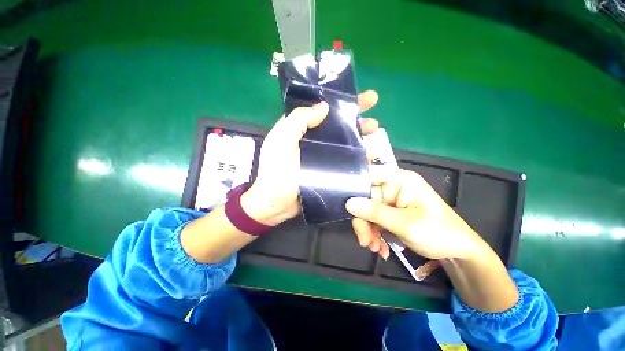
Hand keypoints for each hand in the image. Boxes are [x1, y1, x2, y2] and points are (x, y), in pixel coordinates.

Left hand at [242, 91, 380, 225]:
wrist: (276, 203)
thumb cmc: (276, 169)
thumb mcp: (282, 138)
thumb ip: (300, 119)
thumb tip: (324, 107)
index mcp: (301, 129)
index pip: (323, 110)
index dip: (342, 102)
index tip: (362, 97)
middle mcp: (313, 141)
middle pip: (338, 126)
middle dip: (357, 121)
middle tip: (374, 120)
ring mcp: (322, 157)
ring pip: (344, 143)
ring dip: (361, 138)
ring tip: (376, 135)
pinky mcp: (328, 171)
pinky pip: (345, 161)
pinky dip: (358, 158)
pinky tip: (370, 156)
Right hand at [346, 169, 487, 259]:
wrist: (457, 253)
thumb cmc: (439, 233)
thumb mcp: (406, 224)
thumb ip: (376, 213)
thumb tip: (349, 204)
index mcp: (399, 180)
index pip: (370, 176)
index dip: (356, 188)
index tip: (349, 208)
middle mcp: (392, 187)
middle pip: (365, 198)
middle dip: (363, 221)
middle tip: (365, 241)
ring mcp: (390, 200)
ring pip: (367, 211)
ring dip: (368, 231)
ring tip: (374, 248)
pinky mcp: (390, 212)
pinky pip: (373, 220)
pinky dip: (374, 234)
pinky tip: (380, 247)